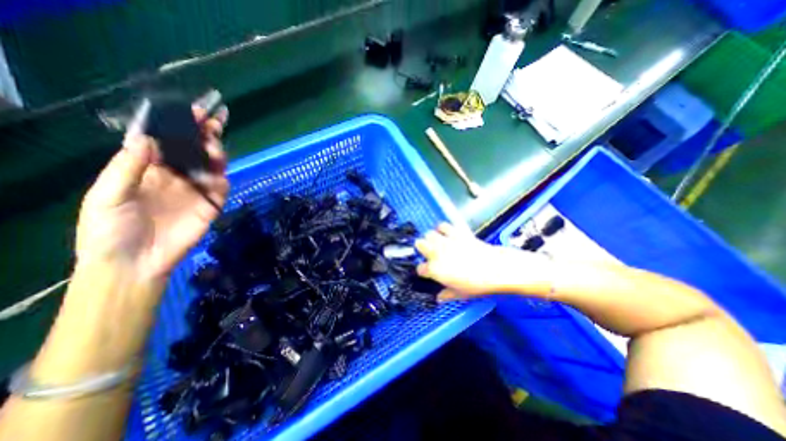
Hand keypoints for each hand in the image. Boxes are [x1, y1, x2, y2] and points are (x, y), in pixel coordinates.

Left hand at [75, 106, 229, 281]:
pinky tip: (218, 175)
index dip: (178, 127)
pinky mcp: (211, 205)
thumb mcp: (107, 196)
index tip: (191, 112)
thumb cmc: (110, 230)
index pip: (168, 143)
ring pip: (211, 167)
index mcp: (148, 170)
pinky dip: (221, 180)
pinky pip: (220, 189)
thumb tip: (148, 139)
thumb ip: (129, 168)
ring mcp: (196, 191)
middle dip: (204, 136)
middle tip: (213, 123)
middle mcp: (176, 177)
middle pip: (194, 152)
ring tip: (214, 147)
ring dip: (216, 155)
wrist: (136, 263)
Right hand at [417, 223, 550, 301]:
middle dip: (422, 248)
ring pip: (429, 234)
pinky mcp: (456, 233)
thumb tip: (439, 298)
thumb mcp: (460, 294)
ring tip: (437, 242)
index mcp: (435, 269)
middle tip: (430, 253)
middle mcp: (436, 253)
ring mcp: (446, 241)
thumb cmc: (477, 285)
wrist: (496, 269)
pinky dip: (443, 228)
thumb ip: (446, 295)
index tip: (428, 272)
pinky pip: (444, 225)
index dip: (423, 271)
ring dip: (431, 238)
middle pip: (419, 244)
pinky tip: (447, 233)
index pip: (420, 268)